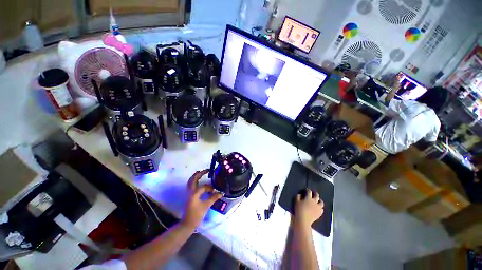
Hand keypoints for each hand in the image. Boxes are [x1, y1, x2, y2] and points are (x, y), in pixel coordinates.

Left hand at [182, 169, 222, 228]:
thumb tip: (221, 193)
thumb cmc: (196, 215)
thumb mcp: (206, 206)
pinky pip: (190, 185)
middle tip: (206, 170)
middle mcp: (190, 191)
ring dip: (195, 176)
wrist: (187, 223)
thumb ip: (213, 198)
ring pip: (190, 182)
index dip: (210, 188)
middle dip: (199, 174)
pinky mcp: (189, 196)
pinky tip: (198, 182)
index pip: (203, 187)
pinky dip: (194, 181)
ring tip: (200, 172)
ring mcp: (188, 193)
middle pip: (193, 179)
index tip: (214, 191)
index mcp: (194, 193)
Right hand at [294, 189, 323, 227]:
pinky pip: (322, 209)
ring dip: (319, 200)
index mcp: (308, 198)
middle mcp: (315, 202)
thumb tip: (300, 194)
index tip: (306, 190)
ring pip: (321, 202)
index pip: (309, 191)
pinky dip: (320, 207)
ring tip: (317, 200)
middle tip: (313, 193)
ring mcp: (318, 208)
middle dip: (315, 193)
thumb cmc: (299, 210)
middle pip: (317, 195)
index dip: (308, 190)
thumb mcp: (296, 202)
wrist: (304, 220)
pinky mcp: (320, 213)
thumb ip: (298, 196)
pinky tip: (318, 208)